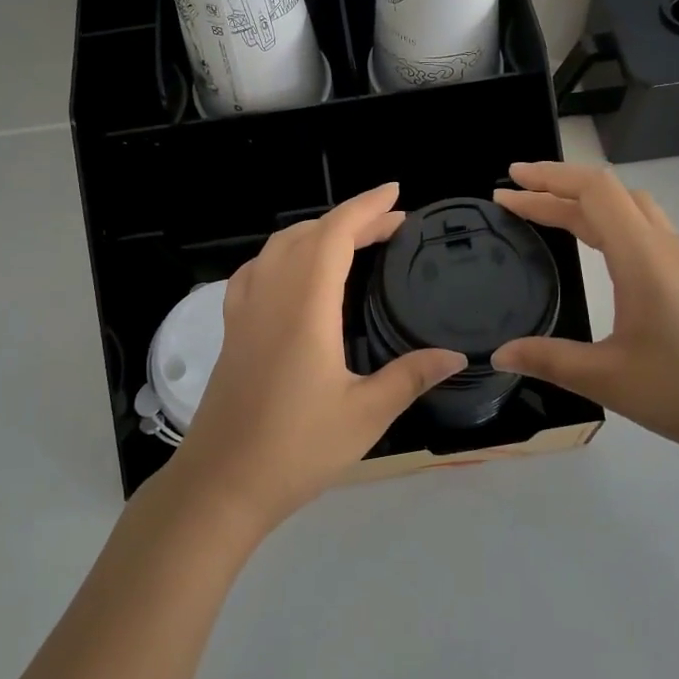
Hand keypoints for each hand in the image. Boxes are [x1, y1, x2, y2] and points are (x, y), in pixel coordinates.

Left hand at [162, 183, 466, 531]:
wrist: (221, 484)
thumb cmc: (296, 449)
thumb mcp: (365, 415)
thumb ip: (410, 376)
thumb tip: (456, 355)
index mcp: (305, 307)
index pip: (334, 235)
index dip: (365, 208)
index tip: (396, 194)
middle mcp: (271, 296)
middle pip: (308, 234)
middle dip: (350, 219)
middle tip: (390, 225)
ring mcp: (245, 311)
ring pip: (278, 247)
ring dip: (316, 232)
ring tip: (351, 239)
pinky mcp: (233, 329)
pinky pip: (257, 269)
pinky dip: (283, 253)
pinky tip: (295, 271)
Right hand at [489, 161, 678, 466]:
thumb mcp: (608, 379)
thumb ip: (549, 360)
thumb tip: (499, 354)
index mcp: (643, 256)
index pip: (593, 191)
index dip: (548, 180)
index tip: (510, 183)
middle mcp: (665, 245)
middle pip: (608, 193)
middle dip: (558, 187)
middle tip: (515, 197)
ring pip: (631, 208)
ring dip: (587, 202)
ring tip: (550, 214)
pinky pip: (645, 228)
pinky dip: (609, 221)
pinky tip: (600, 248)